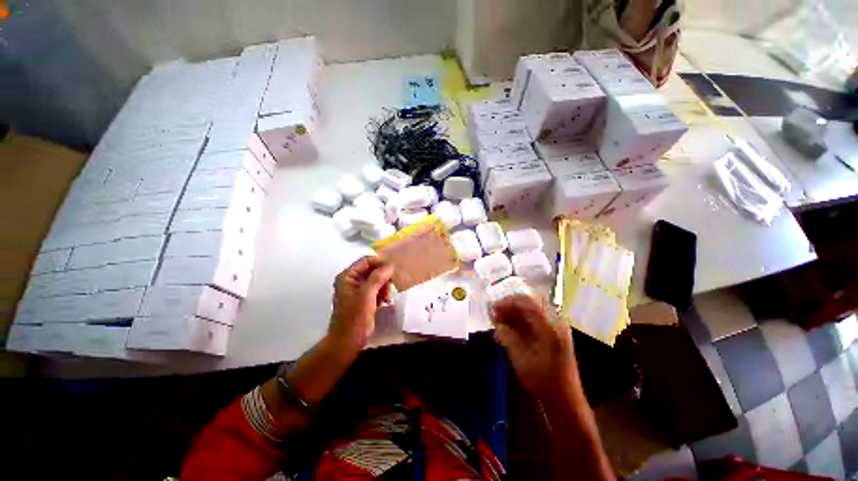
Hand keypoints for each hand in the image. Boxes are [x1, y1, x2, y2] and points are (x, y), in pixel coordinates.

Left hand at [328, 256, 393, 350]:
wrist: (348, 342)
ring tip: (386, 297)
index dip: (380, 262)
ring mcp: (358, 291)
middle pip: (372, 270)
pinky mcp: (365, 299)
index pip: (366, 261)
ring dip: (384, 287)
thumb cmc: (354, 318)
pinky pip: (377, 290)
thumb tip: (390, 265)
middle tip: (391, 285)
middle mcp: (352, 281)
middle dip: (383, 277)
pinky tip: (385, 302)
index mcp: (347, 276)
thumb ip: (377, 278)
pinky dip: (382, 294)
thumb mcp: (366, 295)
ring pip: (376, 280)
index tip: (394, 268)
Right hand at [491, 295, 577, 398]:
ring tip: (498, 320)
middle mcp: (556, 323)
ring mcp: (556, 328)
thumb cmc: (543, 383)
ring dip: (514, 312)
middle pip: (531, 303)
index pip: (528, 304)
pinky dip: (520, 320)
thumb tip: (496, 321)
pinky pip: (534, 319)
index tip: (494, 307)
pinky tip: (508, 328)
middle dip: (510, 305)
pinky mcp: (553, 334)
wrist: (565, 401)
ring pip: (531, 310)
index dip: (509, 303)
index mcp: (551, 328)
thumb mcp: (521, 360)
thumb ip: (508, 337)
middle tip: (495, 312)